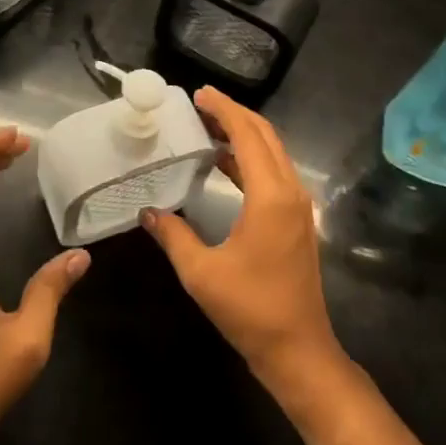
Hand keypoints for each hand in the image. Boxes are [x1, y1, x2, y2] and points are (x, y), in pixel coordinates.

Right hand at [140, 89, 343, 397]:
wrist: (298, 351)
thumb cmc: (250, 309)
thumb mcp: (201, 272)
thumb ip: (172, 234)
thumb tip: (147, 211)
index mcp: (271, 196)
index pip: (248, 135)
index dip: (223, 110)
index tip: (198, 94)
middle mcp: (290, 192)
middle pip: (265, 135)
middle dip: (233, 114)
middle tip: (199, 103)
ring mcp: (297, 206)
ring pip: (272, 152)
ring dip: (242, 134)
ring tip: (206, 126)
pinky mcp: (295, 220)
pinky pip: (273, 172)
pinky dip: (249, 157)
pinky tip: (222, 162)